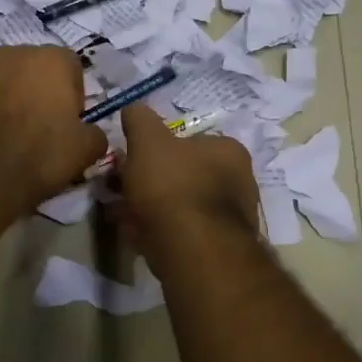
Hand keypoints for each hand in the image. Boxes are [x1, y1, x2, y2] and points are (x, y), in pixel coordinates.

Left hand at [0, 46, 105, 214]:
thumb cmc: (41, 155)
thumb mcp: (86, 150)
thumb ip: (96, 133)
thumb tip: (92, 134)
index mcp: (53, 58)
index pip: (71, 68)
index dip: (73, 95)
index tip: (68, 121)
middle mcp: (15, 51)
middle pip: (35, 67)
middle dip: (38, 89)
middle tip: (38, 125)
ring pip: (3, 76)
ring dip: (9, 93)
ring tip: (7, 129)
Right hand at [116, 104, 259, 267]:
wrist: (193, 252)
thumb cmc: (172, 187)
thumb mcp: (148, 141)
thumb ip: (140, 120)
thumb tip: (133, 109)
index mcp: (229, 150)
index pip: (190, 140)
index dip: (155, 148)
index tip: (131, 160)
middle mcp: (240, 182)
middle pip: (184, 174)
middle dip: (150, 180)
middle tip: (121, 188)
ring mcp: (232, 218)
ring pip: (181, 205)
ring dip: (152, 207)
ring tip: (121, 214)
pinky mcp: (219, 249)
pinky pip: (183, 232)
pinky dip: (159, 230)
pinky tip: (137, 235)